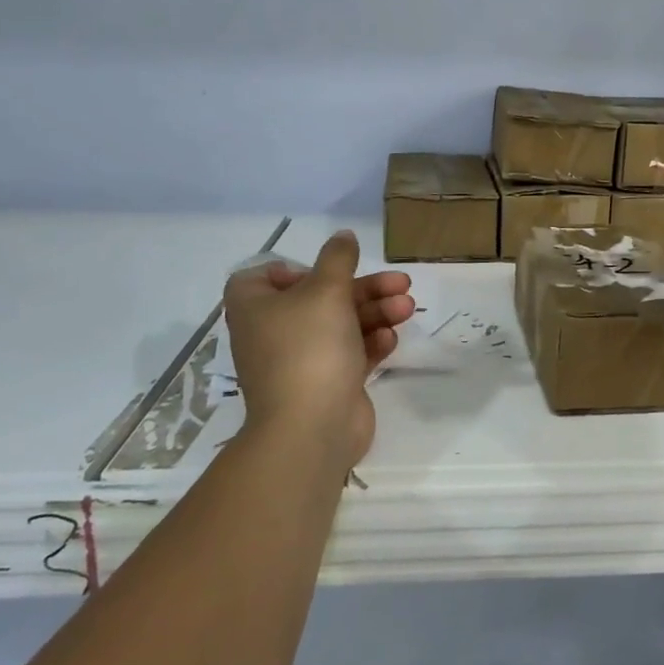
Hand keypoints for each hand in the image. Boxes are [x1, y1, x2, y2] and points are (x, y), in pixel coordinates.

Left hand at [221, 231, 414, 471]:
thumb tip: (342, 236)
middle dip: (363, 288)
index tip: (326, 270)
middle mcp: (273, 332)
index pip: (264, 277)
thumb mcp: (326, 290)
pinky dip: (370, 343)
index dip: (295, 269)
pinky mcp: (327, 384)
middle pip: (320, 297)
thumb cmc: (310, 347)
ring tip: (407, 308)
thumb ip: (338, 258)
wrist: (312, 428)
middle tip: (401, 283)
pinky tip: (391, 340)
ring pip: (341, 324)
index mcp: (256, 308)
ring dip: (375, 312)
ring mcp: (300, 361)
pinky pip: (350, 353)